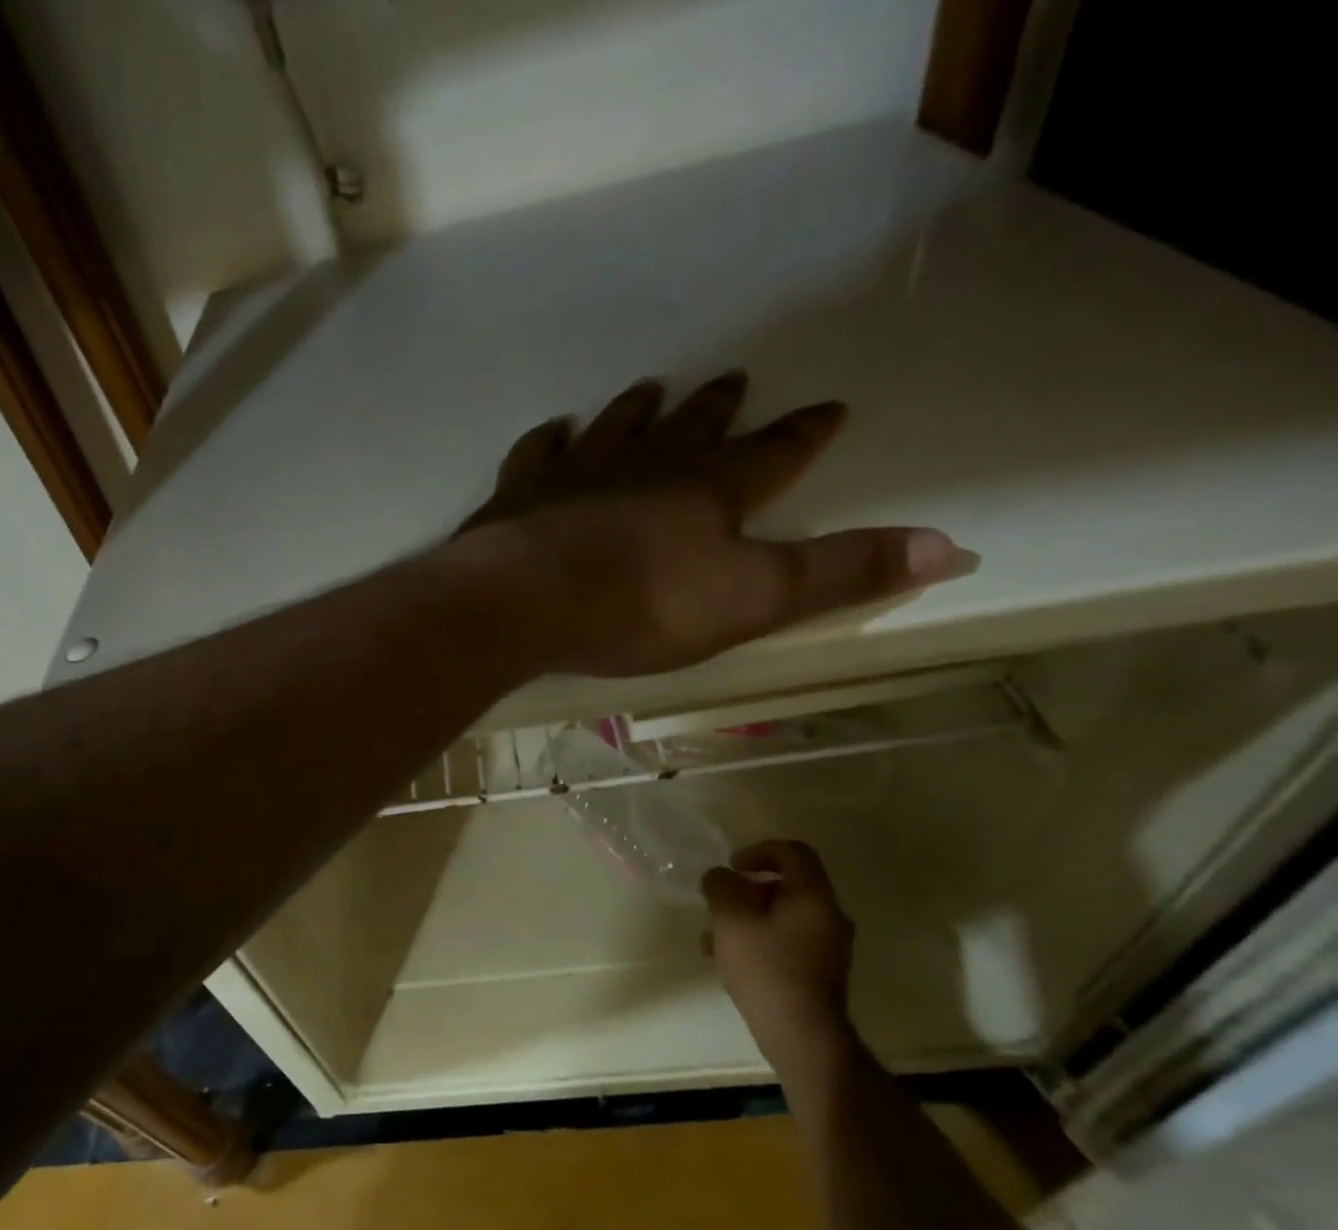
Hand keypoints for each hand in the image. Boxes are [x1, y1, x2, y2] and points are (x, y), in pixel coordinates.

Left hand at [466, 373, 975, 677]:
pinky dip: (549, 438)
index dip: (804, 433)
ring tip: (653, 387)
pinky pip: (538, 451)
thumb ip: (841, 574)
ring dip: (639, 409)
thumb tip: (953, 548)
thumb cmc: (641, 605)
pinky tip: (555, 429)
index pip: (774, 451)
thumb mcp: (753, 600)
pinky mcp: (520, 492)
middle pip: (692, 426)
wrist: (526, 601)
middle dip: (718, 407)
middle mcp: (647, 464)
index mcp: (709, 488)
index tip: (830, 406)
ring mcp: (577, 471)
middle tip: (733, 379)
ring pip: (617, 426)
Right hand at [702, 840, 856, 1073]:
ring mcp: (828, 946)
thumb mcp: (730, 920)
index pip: (793, 853)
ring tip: (714, 938)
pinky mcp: (820, 971)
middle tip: (718, 905)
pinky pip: (786, 940)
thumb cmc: (766, 969)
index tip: (732, 868)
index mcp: (813, 897)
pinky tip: (730, 961)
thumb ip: (720, 887)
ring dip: (747, 917)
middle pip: (787, 885)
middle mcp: (828, 916)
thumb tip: (720, 877)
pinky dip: (758, 939)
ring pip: (782, 915)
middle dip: (746, 890)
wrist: (802, 1035)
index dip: (759, 851)